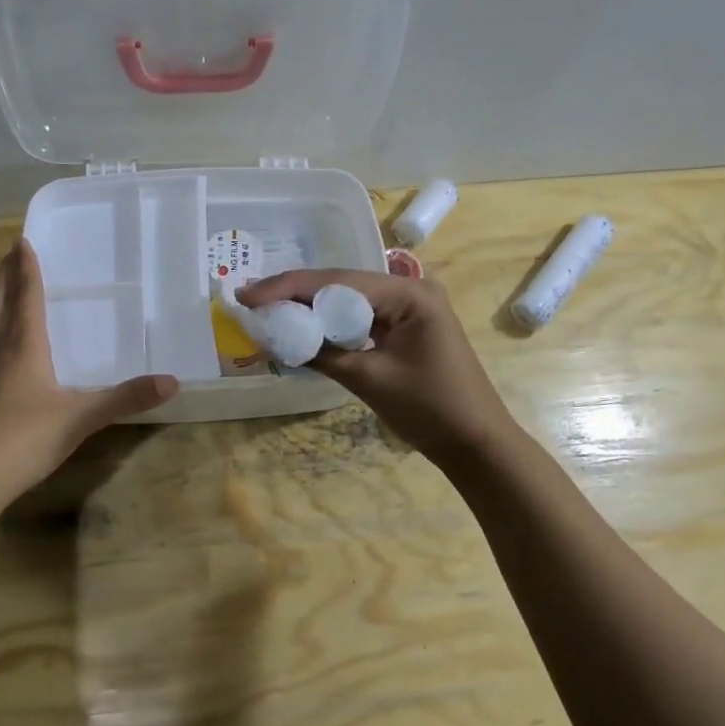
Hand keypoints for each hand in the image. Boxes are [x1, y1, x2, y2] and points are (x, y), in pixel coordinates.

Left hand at [0, 239, 177, 499]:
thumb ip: (125, 398)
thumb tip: (172, 381)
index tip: (23, 240)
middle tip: (12, 253)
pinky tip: (14, 348)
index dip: (26, 268)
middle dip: (6, 276)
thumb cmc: (24, 436)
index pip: (25, 295)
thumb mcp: (81, 417)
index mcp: (23, 345)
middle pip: (0, 303)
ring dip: (1, 301)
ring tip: (10, 288)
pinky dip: (3, 331)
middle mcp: (2, 351)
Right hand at [236, 269, 516, 462]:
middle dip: (294, 293)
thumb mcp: (369, 380)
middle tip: (249, 300)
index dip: (288, 287)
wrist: (477, 443)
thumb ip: (321, 353)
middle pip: (341, 284)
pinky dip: (331, 323)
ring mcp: (411, 306)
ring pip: (348, 299)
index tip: (247, 295)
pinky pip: (361, 316)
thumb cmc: (430, 410)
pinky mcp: (407, 325)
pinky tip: (303, 326)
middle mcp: (410, 289)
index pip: (337, 282)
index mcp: (408, 294)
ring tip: (266, 310)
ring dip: (310, 307)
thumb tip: (275, 337)